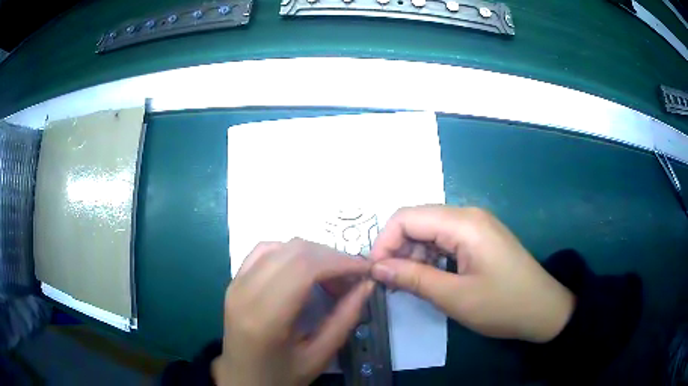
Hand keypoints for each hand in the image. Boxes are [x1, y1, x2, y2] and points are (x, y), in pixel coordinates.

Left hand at [213, 239, 373, 385]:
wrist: (241, 379)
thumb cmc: (280, 376)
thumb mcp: (319, 357)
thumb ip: (345, 319)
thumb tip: (366, 285)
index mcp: (265, 317)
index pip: (305, 267)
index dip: (340, 262)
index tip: (365, 270)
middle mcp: (245, 291)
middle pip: (295, 250)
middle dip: (331, 257)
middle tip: (351, 279)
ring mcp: (236, 283)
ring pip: (281, 245)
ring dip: (313, 254)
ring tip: (330, 278)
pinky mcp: (234, 281)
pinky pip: (265, 251)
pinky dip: (291, 254)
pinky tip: (303, 272)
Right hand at [370, 205, 574, 343]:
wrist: (543, 310)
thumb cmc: (502, 305)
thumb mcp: (454, 297)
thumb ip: (413, 278)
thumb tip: (376, 267)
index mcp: (463, 223)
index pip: (407, 217)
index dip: (384, 242)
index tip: (375, 272)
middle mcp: (468, 215)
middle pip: (417, 221)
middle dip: (397, 249)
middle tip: (390, 282)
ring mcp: (475, 226)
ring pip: (429, 231)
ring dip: (413, 255)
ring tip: (408, 284)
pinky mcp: (479, 238)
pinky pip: (445, 240)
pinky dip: (430, 257)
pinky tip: (428, 278)